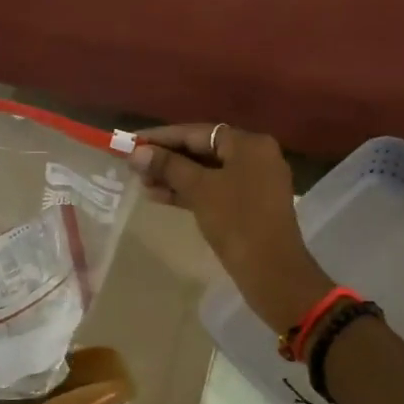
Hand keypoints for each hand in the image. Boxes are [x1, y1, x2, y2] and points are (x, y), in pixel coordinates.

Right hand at [130, 124, 332, 332]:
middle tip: (133, 166)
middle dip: (167, 159)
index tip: (131, 142)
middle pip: (202, 150)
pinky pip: (214, 190)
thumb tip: (137, 152)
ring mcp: (254, 183)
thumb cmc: (236, 221)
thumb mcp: (199, 189)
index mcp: (249, 144)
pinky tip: (160, 198)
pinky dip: (190, 192)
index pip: (197, 132)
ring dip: (174, 177)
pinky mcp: (249, 206)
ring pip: (207, 172)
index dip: (161, 137)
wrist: (272, 271)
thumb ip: (168, 166)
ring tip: (141, 183)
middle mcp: (255, 156)